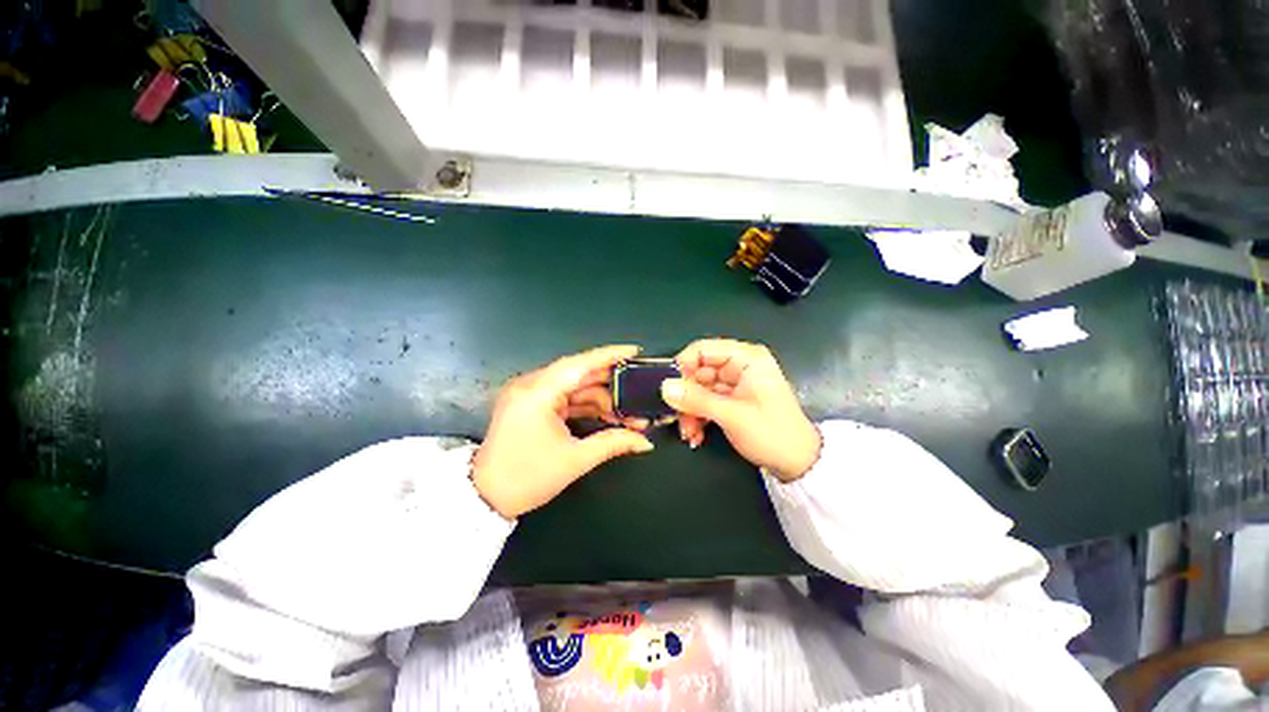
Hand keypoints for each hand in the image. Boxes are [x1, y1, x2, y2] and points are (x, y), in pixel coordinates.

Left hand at [472, 345, 654, 518]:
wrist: (484, 497)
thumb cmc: (527, 478)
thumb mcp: (575, 460)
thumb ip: (613, 443)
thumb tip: (646, 441)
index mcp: (537, 393)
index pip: (579, 364)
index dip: (609, 356)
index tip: (634, 351)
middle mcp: (531, 385)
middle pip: (578, 374)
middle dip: (610, 383)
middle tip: (638, 388)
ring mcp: (528, 393)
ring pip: (573, 386)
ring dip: (599, 398)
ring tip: (626, 412)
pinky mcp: (529, 403)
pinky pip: (564, 397)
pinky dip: (585, 405)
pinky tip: (606, 415)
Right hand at [661, 339, 819, 481]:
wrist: (798, 464)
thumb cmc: (772, 433)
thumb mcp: (732, 415)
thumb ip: (696, 399)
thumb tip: (665, 387)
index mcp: (746, 358)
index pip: (703, 349)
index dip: (683, 366)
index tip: (669, 388)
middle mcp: (739, 366)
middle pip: (698, 372)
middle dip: (686, 397)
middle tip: (677, 418)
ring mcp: (735, 384)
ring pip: (699, 390)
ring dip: (690, 411)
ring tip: (689, 433)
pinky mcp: (732, 400)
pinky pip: (706, 402)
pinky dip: (698, 417)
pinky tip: (696, 435)